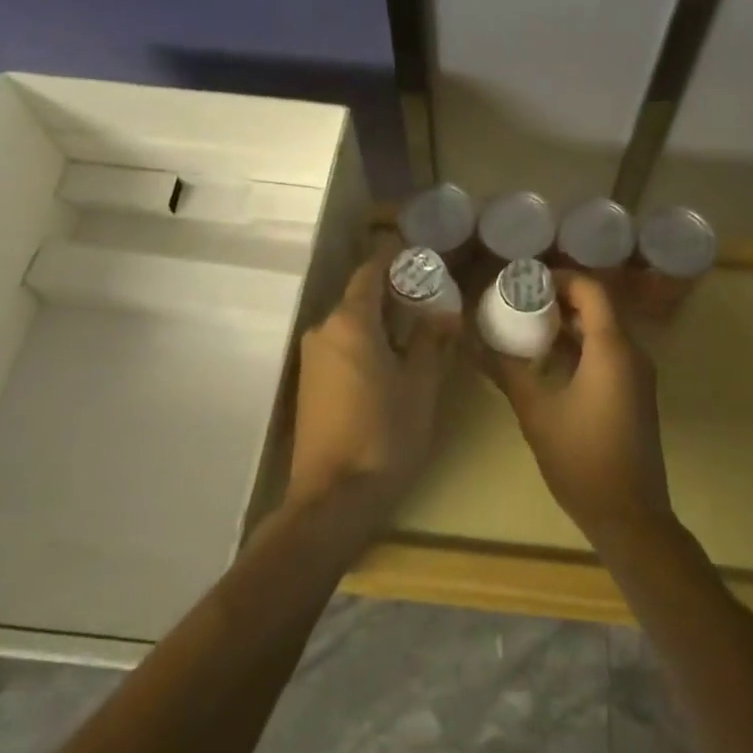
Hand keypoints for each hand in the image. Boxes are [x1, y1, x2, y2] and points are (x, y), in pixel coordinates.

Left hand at [287, 254, 457, 532]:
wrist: (332, 499)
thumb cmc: (385, 434)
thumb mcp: (420, 384)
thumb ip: (430, 340)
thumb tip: (443, 312)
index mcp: (350, 321)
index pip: (371, 270)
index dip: (394, 257)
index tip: (420, 253)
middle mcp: (324, 330)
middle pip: (360, 296)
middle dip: (393, 292)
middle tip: (431, 297)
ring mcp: (311, 358)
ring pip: (350, 323)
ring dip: (380, 320)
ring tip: (417, 329)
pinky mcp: (308, 384)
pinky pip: (340, 346)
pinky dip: (365, 342)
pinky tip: (390, 360)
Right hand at [491, 272, 672, 551]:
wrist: (631, 516)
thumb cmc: (582, 459)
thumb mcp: (536, 412)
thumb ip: (508, 371)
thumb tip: (476, 344)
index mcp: (612, 348)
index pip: (591, 289)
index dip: (560, 278)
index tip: (526, 281)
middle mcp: (632, 352)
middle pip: (599, 306)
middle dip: (560, 298)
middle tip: (521, 300)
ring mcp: (637, 373)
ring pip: (604, 329)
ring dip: (570, 322)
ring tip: (529, 325)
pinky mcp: (636, 392)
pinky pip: (609, 352)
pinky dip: (582, 345)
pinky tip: (550, 359)